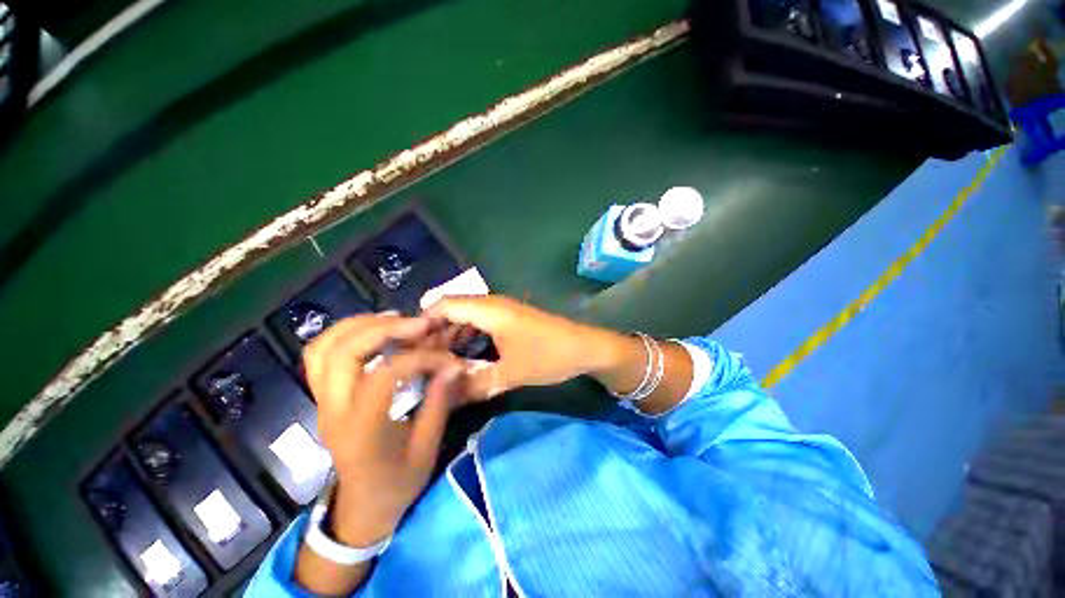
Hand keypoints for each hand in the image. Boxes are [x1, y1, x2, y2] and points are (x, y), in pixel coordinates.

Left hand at [302, 314, 465, 546]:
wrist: (361, 509)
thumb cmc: (397, 484)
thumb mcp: (426, 449)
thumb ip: (438, 403)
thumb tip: (454, 364)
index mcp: (361, 431)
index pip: (381, 377)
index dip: (418, 358)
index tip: (446, 360)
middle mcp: (334, 411)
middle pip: (342, 353)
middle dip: (383, 329)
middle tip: (419, 324)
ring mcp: (322, 401)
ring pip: (324, 348)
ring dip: (360, 325)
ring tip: (397, 320)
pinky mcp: (323, 396)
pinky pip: (320, 354)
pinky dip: (345, 333)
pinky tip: (375, 330)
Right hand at [425, 295, 617, 398]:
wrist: (585, 348)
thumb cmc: (548, 356)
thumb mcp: (510, 374)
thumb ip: (475, 385)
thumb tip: (444, 397)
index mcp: (488, 309)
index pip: (443, 305)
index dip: (422, 323)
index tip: (409, 349)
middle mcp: (492, 304)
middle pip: (453, 310)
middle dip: (435, 334)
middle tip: (422, 361)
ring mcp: (503, 311)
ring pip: (467, 317)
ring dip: (453, 337)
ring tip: (440, 363)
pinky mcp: (511, 320)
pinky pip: (481, 323)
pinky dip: (469, 337)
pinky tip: (465, 358)